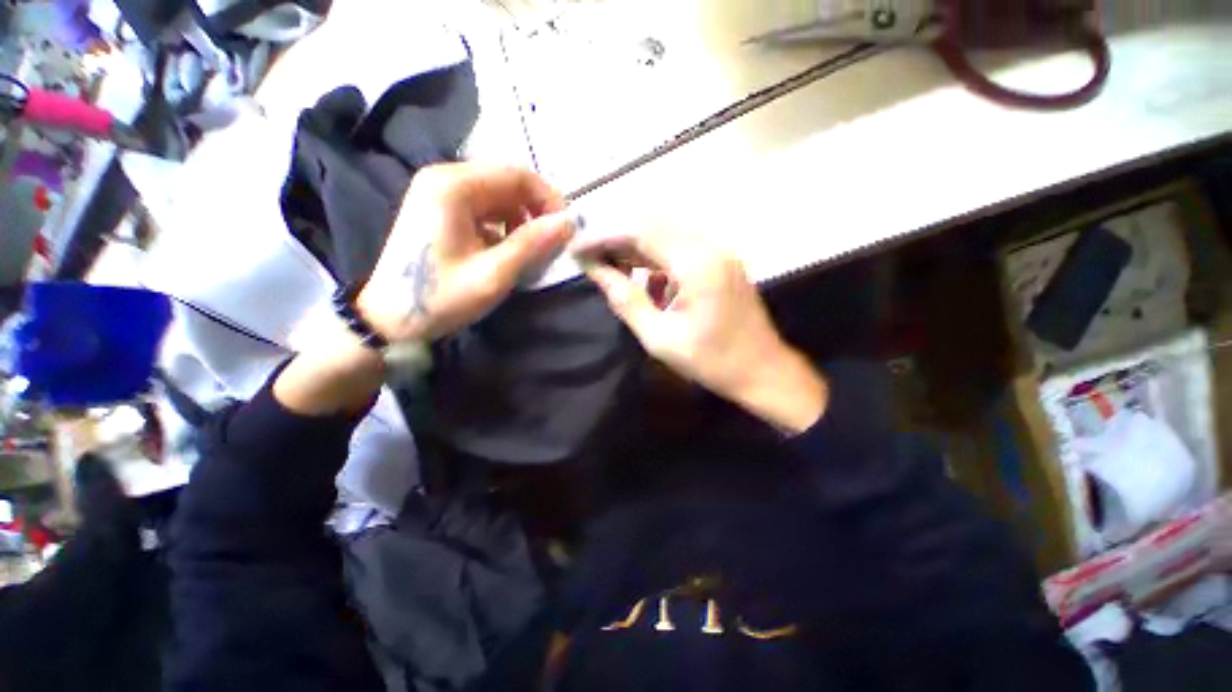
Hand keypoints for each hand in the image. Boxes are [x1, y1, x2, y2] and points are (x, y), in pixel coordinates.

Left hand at [357, 164, 575, 341]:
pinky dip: (504, 225)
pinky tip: (506, 249)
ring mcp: (439, 193)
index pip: (516, 175)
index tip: (565, 230)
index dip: (548, 199)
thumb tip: (569, 223)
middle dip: (535, 210)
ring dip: (521, 218)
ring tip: (530, 250)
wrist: (389, 318)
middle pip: (507, 181)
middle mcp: (445, 178)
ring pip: (498, 195)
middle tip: (551, 243)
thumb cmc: (441, 297)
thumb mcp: (493, 274)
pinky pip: (484, 207)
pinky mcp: (439, 209)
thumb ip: (532, 244)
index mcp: (454, 187)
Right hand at [578, 231, 827, 433]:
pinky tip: (647, 283)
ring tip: (611, 269)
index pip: (640, 231)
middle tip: (590, 258)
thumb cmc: (712, 362)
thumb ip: (626, 300)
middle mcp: (710, 246)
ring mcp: (719, 251)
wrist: (763, 371)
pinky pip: (681, 249)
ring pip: (666, 235)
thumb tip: (595, 271)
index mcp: (697, 264)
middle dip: (616, 239)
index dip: (603, 236)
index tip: (576, 250)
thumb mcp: (660, 338)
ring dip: (635, 248)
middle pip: (652, 225)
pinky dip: (656, 259)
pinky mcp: (721, 261)